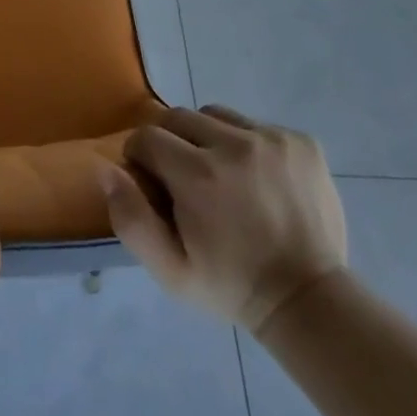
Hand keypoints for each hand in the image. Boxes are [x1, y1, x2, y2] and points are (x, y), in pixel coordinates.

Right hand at [98, 106, 345, 331]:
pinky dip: (246, 144)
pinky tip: (257, 181)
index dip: (140, 159)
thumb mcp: (169, 270)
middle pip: (178, 117)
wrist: (309, 299)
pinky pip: (255, 125)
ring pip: (216, 116)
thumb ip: (130, 218)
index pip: (146, 137)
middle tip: (183, 180)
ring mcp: (273, 139)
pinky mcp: (302, 141)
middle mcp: (235, 145)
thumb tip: (107, 168)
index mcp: (198, 175)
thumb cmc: (231, 286)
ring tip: (222, 177)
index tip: (152, 185)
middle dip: (170, 143)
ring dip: (207, 139)